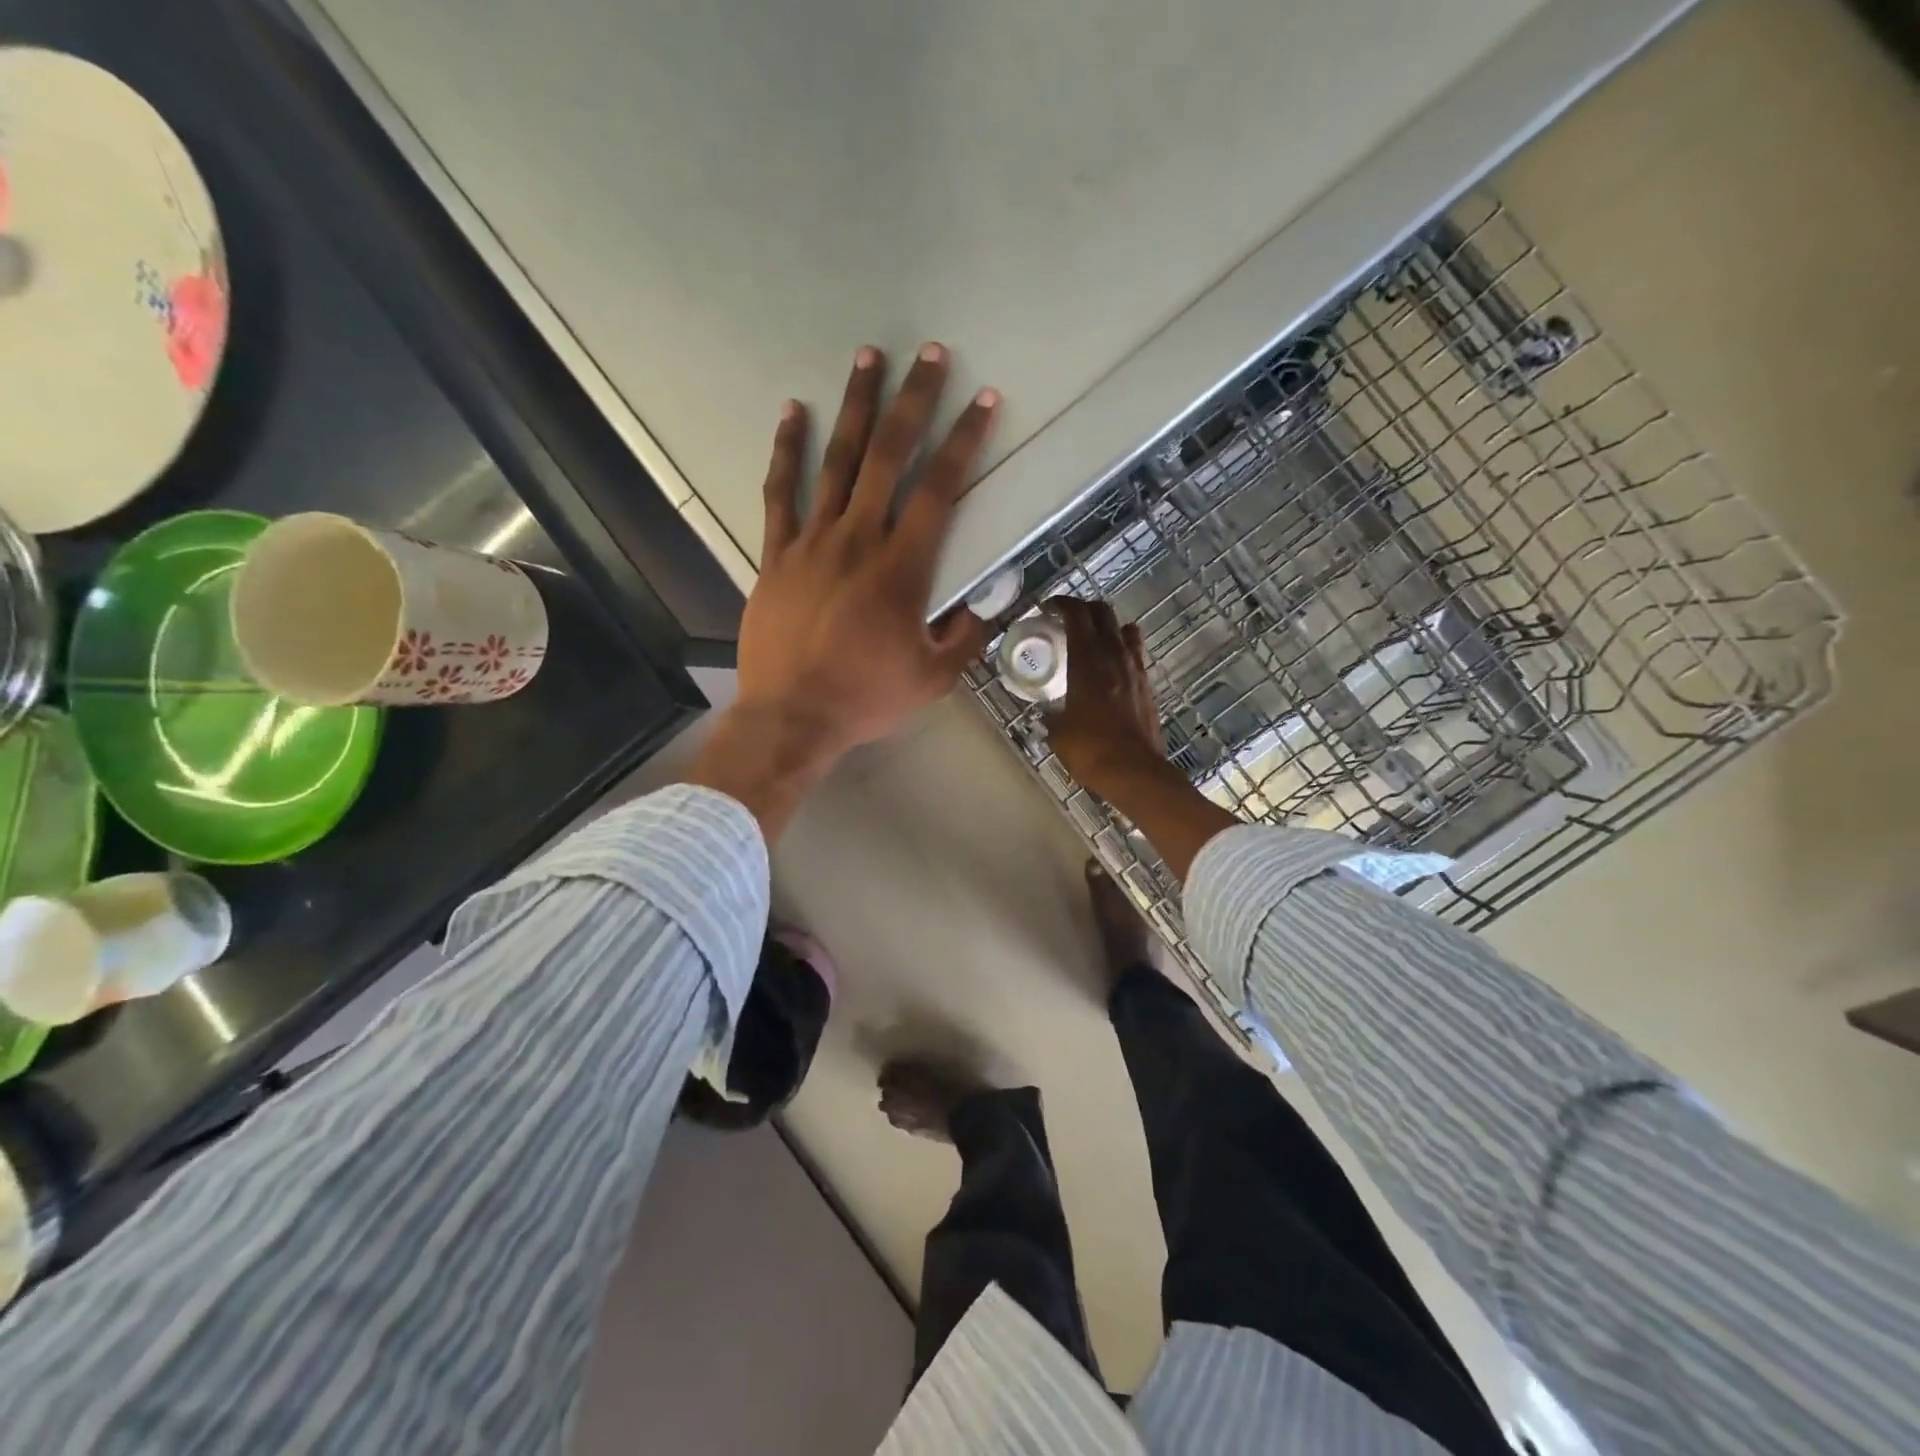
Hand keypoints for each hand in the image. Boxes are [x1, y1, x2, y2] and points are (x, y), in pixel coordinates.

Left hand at [689, 344, 999, 840]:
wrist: (792, 718)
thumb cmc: (867, 698)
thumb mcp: (934, 677)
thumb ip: (966, 634)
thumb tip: (989, 600)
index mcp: (903, 568)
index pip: (940, 489)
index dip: (964, 441)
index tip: (982, 401)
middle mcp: (858, 540)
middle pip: (888, 456)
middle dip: (914, 401)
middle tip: (929, 355)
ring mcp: (812, 543)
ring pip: (836, 462)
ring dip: (856, 407)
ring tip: (868, 358)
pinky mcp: (777, 555)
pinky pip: (780, 493)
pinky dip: (787, 450)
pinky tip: (793, 412)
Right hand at [1045, 597, 1166, 795]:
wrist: (1135, 772)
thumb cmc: (1090, 751)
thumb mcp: (1058, 733)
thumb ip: (1051, 715)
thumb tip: (1046, 712)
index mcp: (1087, 661)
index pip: (1076, 615)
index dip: (1061, 604)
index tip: (1047, 608)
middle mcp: (1114, 656)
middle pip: (1103, 613)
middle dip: (1083, 609)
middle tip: (1066, 619)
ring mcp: (1135, 669)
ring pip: (1124, 629)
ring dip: (1107, 626)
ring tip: (1091, 639)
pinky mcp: (1147, 685)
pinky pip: (1134, 653)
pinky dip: (1121, 648)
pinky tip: (1110, 666)